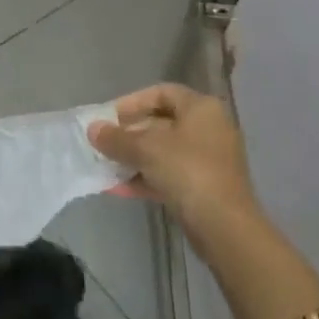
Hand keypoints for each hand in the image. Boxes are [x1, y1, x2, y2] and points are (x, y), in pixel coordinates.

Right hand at [88, 83, 257, 236]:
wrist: (225, 226)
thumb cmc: (187, 171)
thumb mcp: (146, 149)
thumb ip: (116, 138)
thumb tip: (93, 130)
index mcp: (201, 108)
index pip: (161, 93)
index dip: (132, 102)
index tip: (108, 117)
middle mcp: (209, 128)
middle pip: (162, 123)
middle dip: (129, 134)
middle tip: (104, 143)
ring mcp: (209, 160)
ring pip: (164, 152)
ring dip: (134, 158)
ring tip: (105, 167)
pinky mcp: (205, 187)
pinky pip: (170, 175)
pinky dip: (146, 178)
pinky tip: (119, 189)